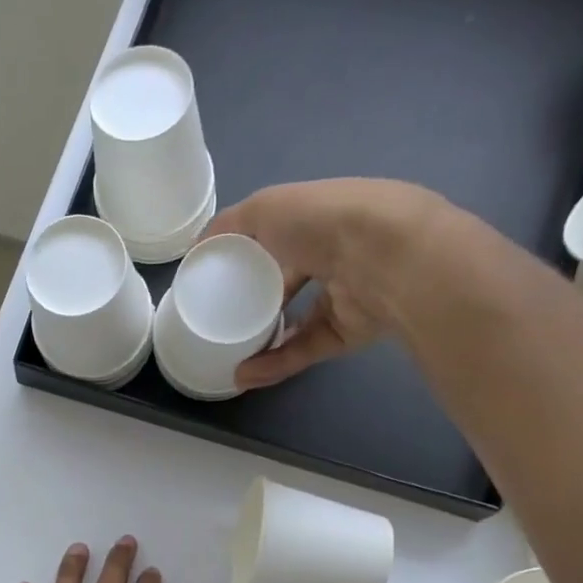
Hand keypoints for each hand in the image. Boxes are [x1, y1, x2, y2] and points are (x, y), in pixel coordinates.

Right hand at [205, 178, 446, 389]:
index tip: (219, 277)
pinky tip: (245, 374)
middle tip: (223, 320)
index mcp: (318, 220)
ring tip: (228, 356)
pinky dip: (274, 363)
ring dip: (261, 342)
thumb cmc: (323, 221)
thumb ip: (230, 226)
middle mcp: (335, 257)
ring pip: (296, 324)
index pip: (281, 238)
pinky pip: (304, 351)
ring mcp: (343, 298)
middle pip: (289, 283)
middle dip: (258, 302)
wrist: (384, 257)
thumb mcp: (265, 208)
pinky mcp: (346, 334)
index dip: (250, 254)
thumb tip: (198, 248)